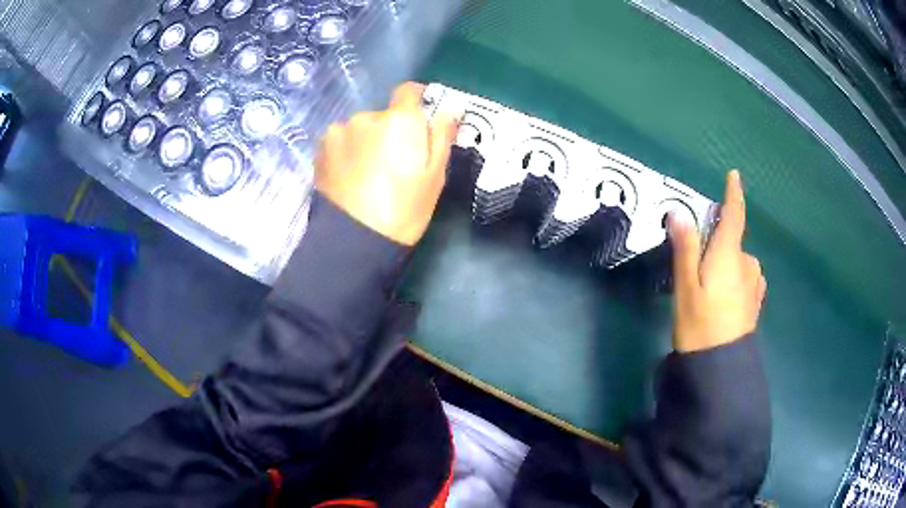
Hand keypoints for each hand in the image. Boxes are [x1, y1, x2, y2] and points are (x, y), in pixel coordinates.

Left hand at [315, 82, 461, 245]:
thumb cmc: (403, 210)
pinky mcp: (321, 147)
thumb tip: (449, 108)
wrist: (353, 240)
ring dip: (367, 140)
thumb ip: (442, 135)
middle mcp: (366, 116)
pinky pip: (341, 139)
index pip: (409, 90)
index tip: (420, 118)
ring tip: (368, 173)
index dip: (417, 99)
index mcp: (399, 120)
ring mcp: (339, 131)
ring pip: (361, 128)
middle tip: (394, 162)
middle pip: (384, 115)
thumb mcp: (434, 176)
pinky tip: (350, 174)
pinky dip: (348, 149)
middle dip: (391, 130)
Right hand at [669, 170, 766, 352]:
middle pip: (733, 241)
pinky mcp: (756, 300)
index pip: (734, 215)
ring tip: (710, 286)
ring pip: (740, 261)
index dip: (734, 194)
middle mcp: (746, 263)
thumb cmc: (700, 323)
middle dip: (718, 244)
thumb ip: (685, 248)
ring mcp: (754, 283)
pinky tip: (728, 294)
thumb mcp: (686, 286)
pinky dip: (737, 276)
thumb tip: (679, 213)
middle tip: (698, 266)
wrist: (721, 365)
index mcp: (729, 254)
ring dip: (727, 263)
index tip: (734, 175)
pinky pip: (747, 276)